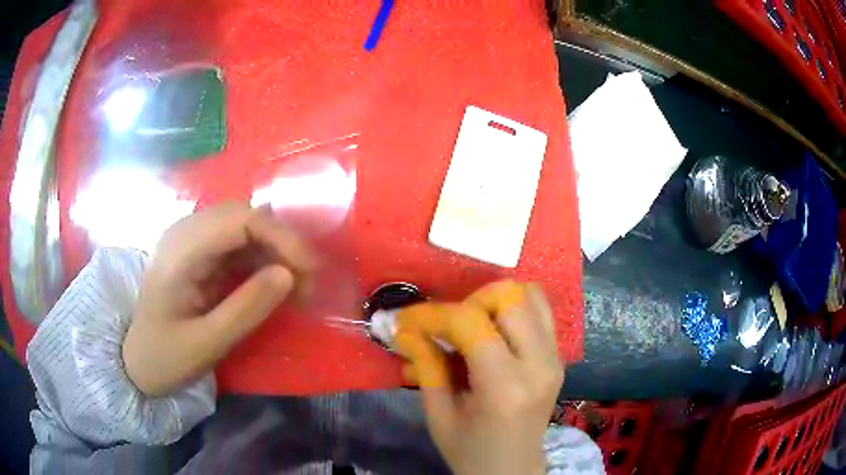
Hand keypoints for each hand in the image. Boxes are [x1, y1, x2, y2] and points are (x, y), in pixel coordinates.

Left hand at [122, 202, 316, 395]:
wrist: (136, 360)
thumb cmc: (165, 356)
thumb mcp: (207, 343)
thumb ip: (247, 309)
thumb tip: (289, 275)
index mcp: (181, 250)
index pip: (240, 219)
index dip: (281, 237)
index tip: (309, 271)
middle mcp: (185, 232)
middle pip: (245, 216)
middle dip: (282, 243)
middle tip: (307, 282)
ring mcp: (191, 239)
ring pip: (244, 226)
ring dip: (274, 251)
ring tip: (296, 286)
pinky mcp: (198, 252)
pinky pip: (237, 243)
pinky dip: (261, 259)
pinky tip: (274, 284)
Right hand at [395, 281, 562, 474]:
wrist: (512, 469)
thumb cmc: (470, 451)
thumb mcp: (439, 415)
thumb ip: (426, 367)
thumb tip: (405, 330)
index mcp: (505, 387)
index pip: (471, 324)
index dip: (433, 314)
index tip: (406, 319)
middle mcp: (539, 364)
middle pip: (509, 298)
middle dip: (468, 302)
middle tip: (446, 327)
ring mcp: (555, 358)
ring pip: (530, 295)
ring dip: (494, 301)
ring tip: (472, 326)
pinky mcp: (559, 356)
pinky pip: (541, 311)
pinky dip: (514, 308)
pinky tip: (493, 329)